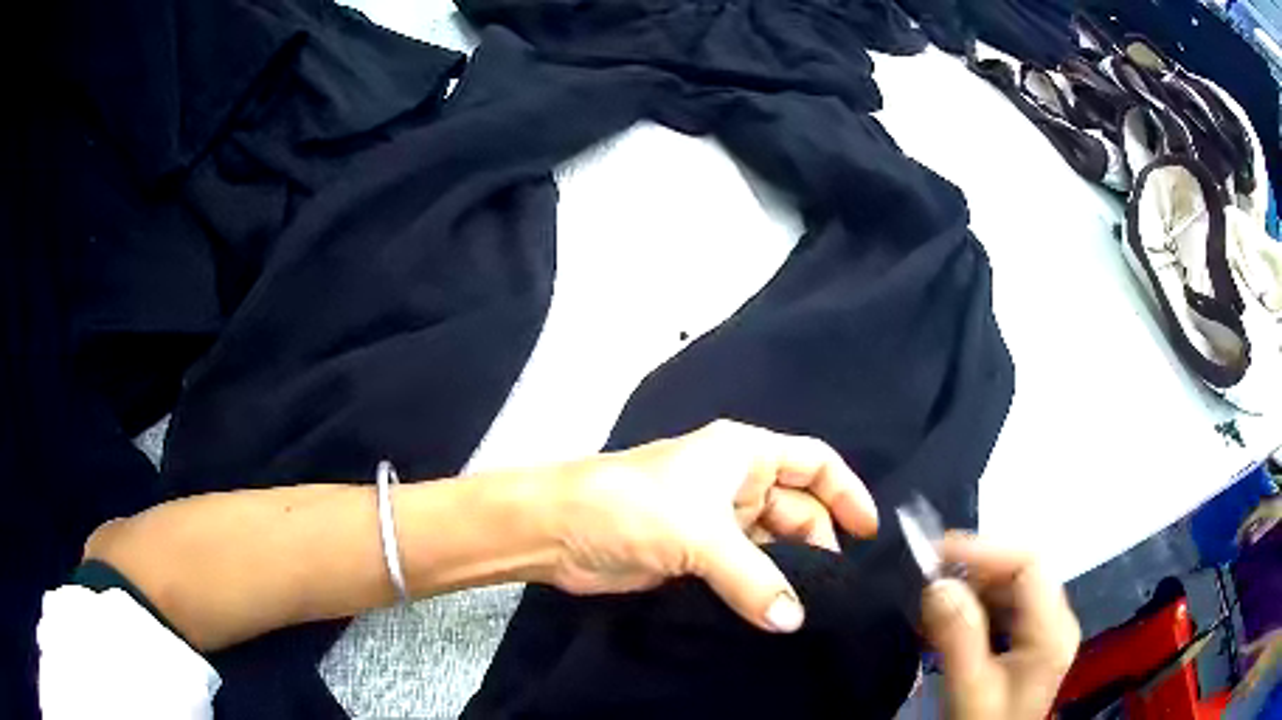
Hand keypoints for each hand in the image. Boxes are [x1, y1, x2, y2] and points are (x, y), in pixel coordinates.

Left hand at [545, 420, 878, 632]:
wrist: (557, 530)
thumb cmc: (632, 508)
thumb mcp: (701, 535)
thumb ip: (754, 579)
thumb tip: (795, 621)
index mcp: (744, 455)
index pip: (814, 463)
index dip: (847, 493)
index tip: (869, 534)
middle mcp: (736, 485)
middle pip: (798, 512)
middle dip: (818, 547)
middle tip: (834, 593)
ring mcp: (715, 524)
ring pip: (772, 548)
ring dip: (789, 576)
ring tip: (810, 612)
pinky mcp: (696, 558)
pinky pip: (744, 573)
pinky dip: (760, 592)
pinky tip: (775, 617)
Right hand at [920, 534, 1080, 719]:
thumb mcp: (969, 689)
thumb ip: (958, 637)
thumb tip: (937, 584)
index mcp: (1052, 631)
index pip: (1030, 564)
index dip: (985, 550)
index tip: (936, 554)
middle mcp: (1057, 620)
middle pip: (1022, 571)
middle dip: (974, 570)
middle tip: (928, 581)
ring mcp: (1046, 630)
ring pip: (1012, 587)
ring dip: (971, 588)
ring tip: (932, 606)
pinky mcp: (1031, 641)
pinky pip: (1005, 607)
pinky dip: (974, 607)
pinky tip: (948, 622)